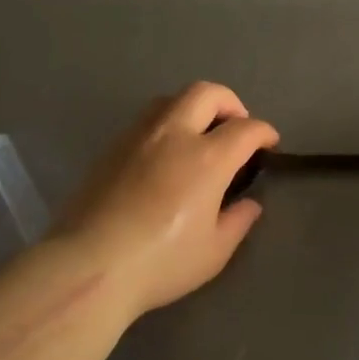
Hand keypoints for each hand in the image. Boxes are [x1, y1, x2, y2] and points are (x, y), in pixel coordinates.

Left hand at [55, 82, 278, 317]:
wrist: (89, 266)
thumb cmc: (160, 263)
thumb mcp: (213, 252)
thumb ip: (237, 221)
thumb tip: (249, 203)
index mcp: (207, 158)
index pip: (245, 129)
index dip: (264, 132)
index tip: (269, 144)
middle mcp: (174, 135)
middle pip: (207, 93)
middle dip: (230, 103)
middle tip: (236, 128)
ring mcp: (138, 136)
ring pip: (172, 99)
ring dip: (194, 108)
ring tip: (199, 136)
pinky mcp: (111, 147)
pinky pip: (146, 119)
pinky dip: (166, 124)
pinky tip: (165, 155)